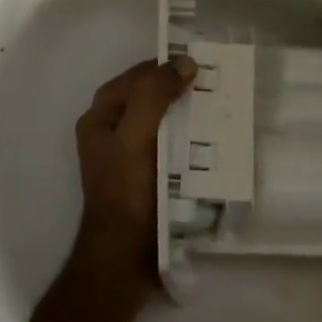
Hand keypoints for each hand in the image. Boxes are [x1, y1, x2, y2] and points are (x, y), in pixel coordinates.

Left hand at [73, 56, 195, 286]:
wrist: (124, 259)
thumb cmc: (126, 193)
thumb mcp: (135, 137)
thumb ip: (154, 96)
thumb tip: (184, 63)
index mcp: (101, 118)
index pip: (136, 77)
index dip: (164, 66)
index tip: (200, 62)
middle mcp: (111, 133)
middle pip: (149, 98)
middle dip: (179, 90)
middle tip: (216, 85)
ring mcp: (129, 157)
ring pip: (161, 122)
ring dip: (187, 115)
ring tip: (220, 110)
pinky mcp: (146, 178)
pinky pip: (169, 147)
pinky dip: (189, 140)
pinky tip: (212, 142)